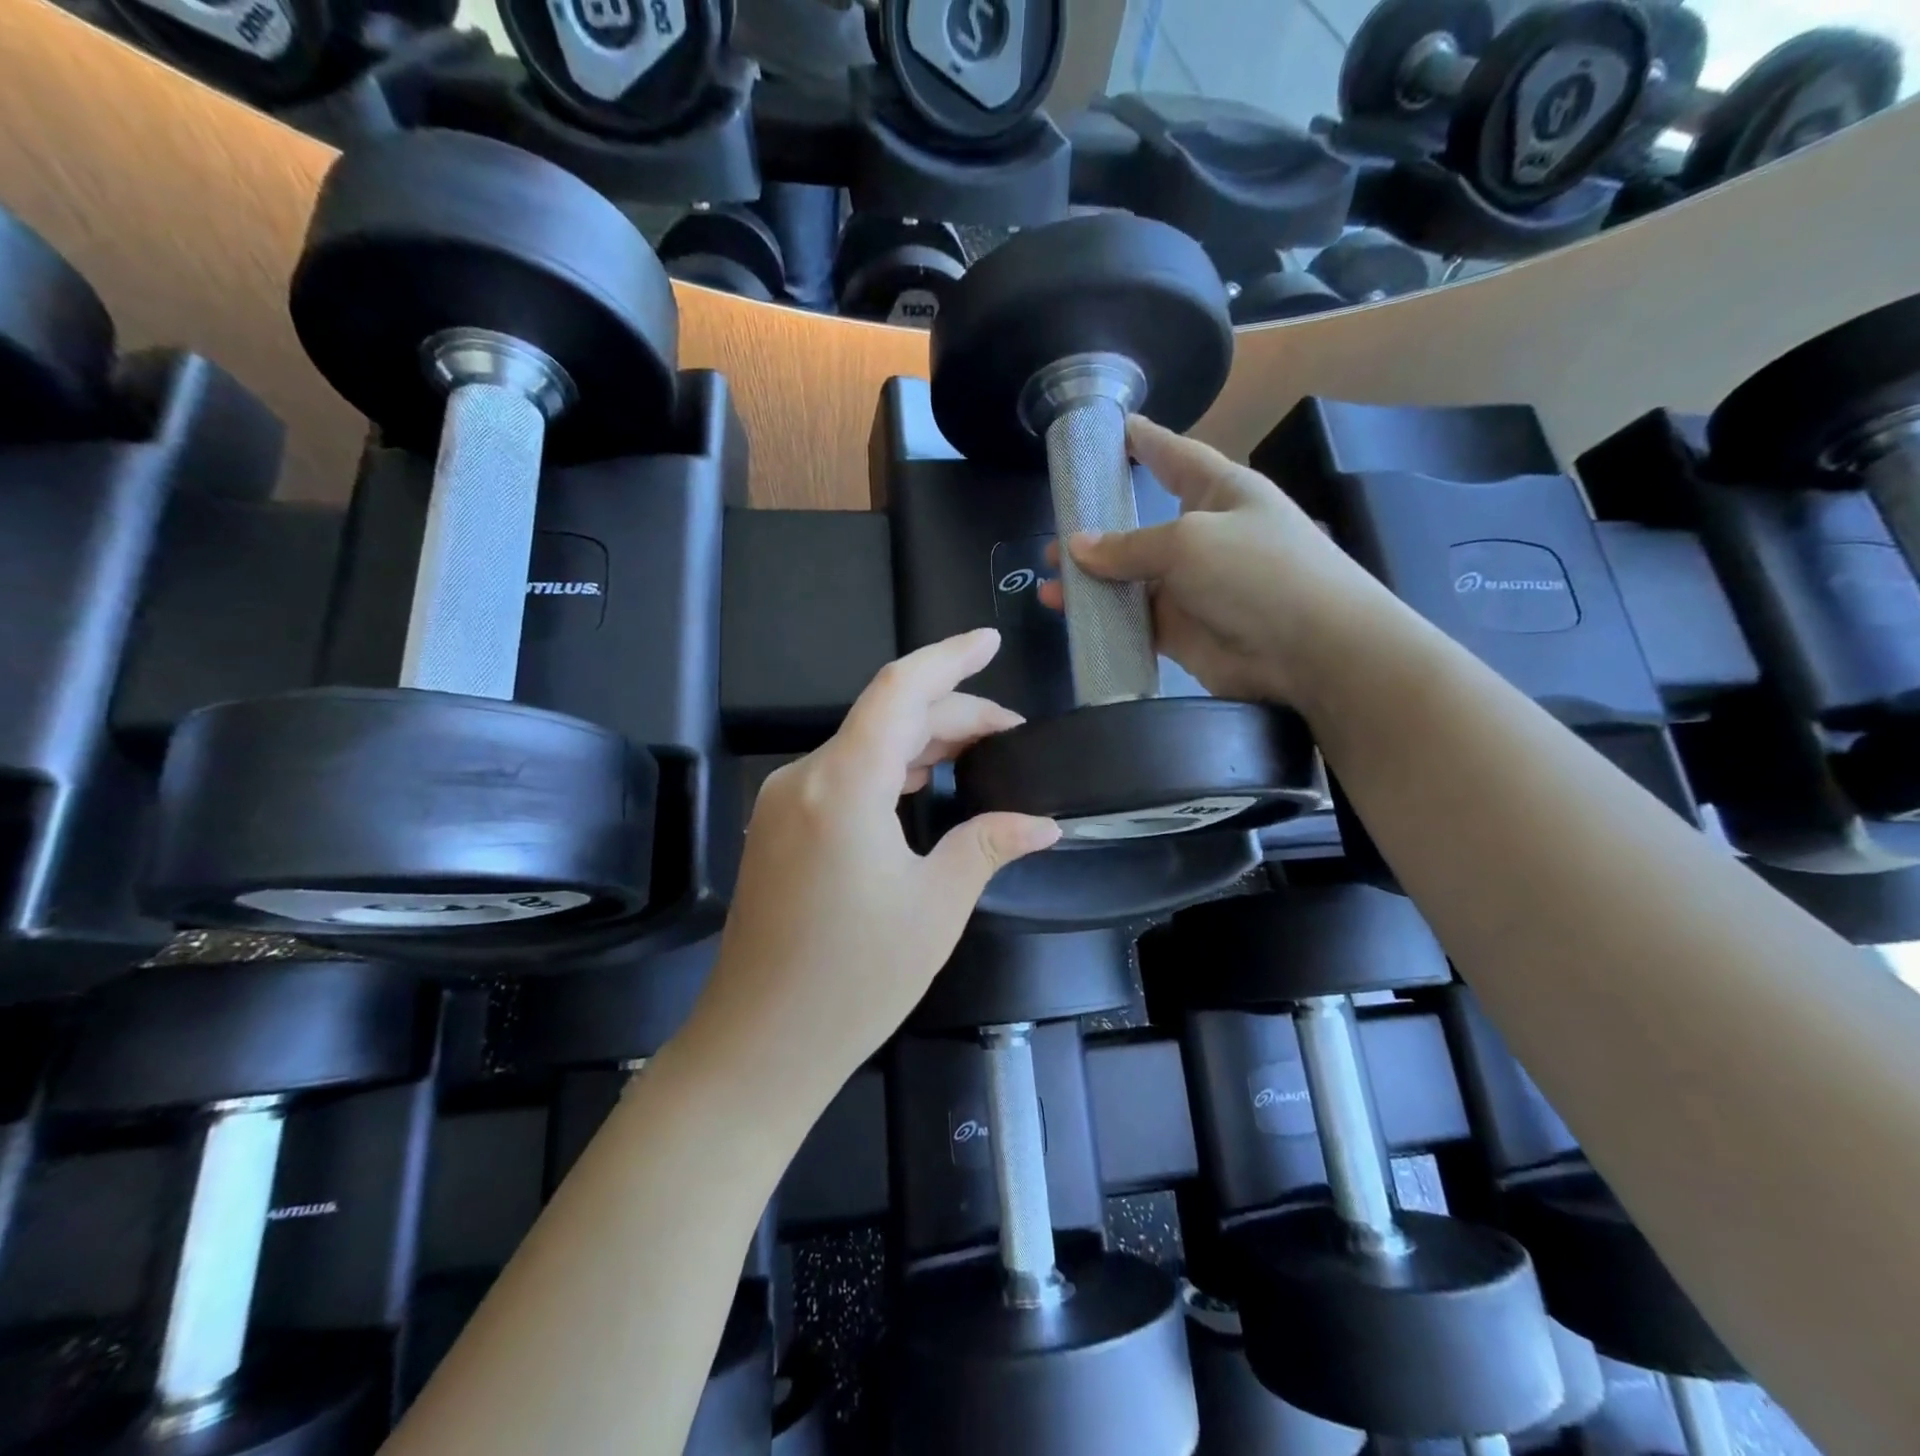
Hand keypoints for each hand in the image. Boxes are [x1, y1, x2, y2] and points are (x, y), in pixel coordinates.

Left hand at [682, 630, 1059, 1109]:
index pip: (900, 690)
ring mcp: (784, 803)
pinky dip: (887, 768)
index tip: (990, 640)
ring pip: (862, 745)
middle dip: (951, 714)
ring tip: (977, 753)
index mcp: (843, 785)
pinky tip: (922, 783)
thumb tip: (1042, 823)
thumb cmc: (854, 979)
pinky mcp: (778, 828)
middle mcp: (804, 778)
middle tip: (1009, 734)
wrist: (759, 1045)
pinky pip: (841, 775)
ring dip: (919, 741)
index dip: (949, 657)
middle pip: (885, 718)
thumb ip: (989, 845)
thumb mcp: (936, 906)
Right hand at [1038, 416, 1390, 710]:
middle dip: (1098, 530)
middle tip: (1055, 534)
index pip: (1175, 457)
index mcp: (1220, 492)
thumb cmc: (1258, 571)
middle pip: (1141, 526)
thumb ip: (1129, 546)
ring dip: (1091, 582)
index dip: (1145, 442)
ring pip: (1130, 580)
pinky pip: (1134, 621)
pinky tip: (1074, 619)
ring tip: (1051, 585)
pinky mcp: (1182, 631)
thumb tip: (1076, 547)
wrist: (1310, 650)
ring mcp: (1192, 587)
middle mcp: (1204, 536)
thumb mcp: (1189, 542)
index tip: (1114, 429)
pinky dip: (1104, 620)